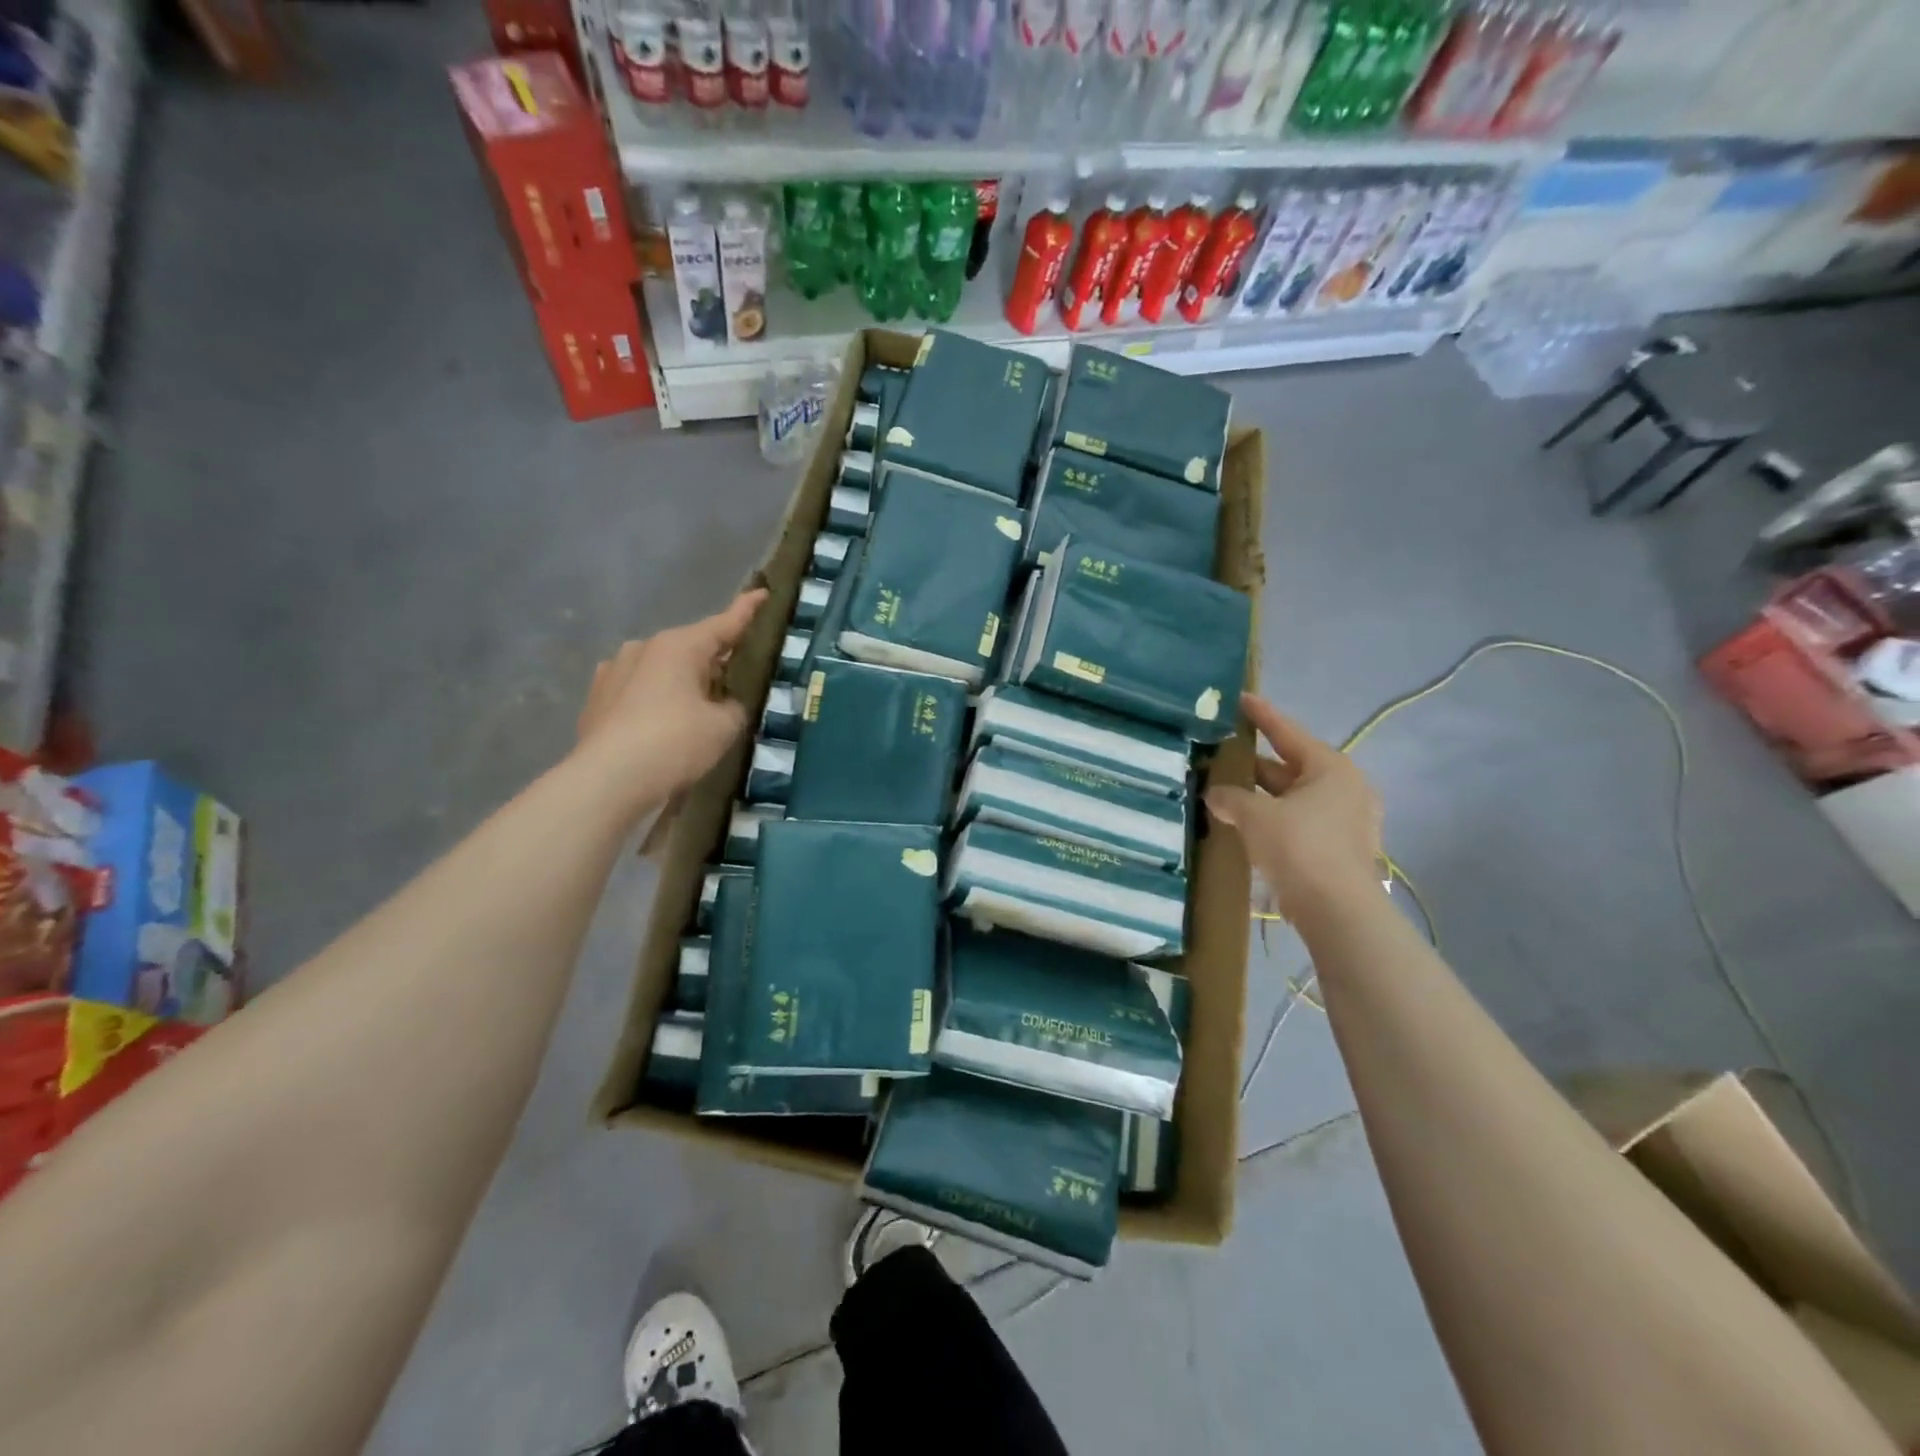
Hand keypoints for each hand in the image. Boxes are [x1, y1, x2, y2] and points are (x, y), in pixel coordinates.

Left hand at [575, 590, 768, 806]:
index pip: (724, 624)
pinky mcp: (596, 699)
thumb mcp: (724, 726)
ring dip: (681, 683)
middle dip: (713, 661)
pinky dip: (656, 701)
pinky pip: (638, 691)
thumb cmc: (675, 743)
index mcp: (679, 646)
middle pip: (691, 649)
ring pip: (662, 670)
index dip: (747, 610)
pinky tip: (662, 725)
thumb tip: (724, 704)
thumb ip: (733, 707)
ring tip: (696, 711)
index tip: (763, 593)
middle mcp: (643, 648)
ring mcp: (613, 671)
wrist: (608, 779)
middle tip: (735, 681)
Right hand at [1206, 694, 1382, 922]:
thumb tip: (1216, 794)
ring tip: (1227, 789)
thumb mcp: (1255, 816)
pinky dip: (1274, 818)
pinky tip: (1247, 823)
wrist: (1337, 911)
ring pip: (1294, 797)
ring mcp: (1346, 820)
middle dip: (1255, 763)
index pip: (1288, 732)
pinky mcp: (1339, 848)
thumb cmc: (1299, 848)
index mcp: (1330, 768)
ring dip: (1262, 795)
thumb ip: (1231, 798)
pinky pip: (1299, 821)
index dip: (1261, 715)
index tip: (1241, 698)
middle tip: (1223, 753)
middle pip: (1291, 766)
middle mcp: (1345, 788)